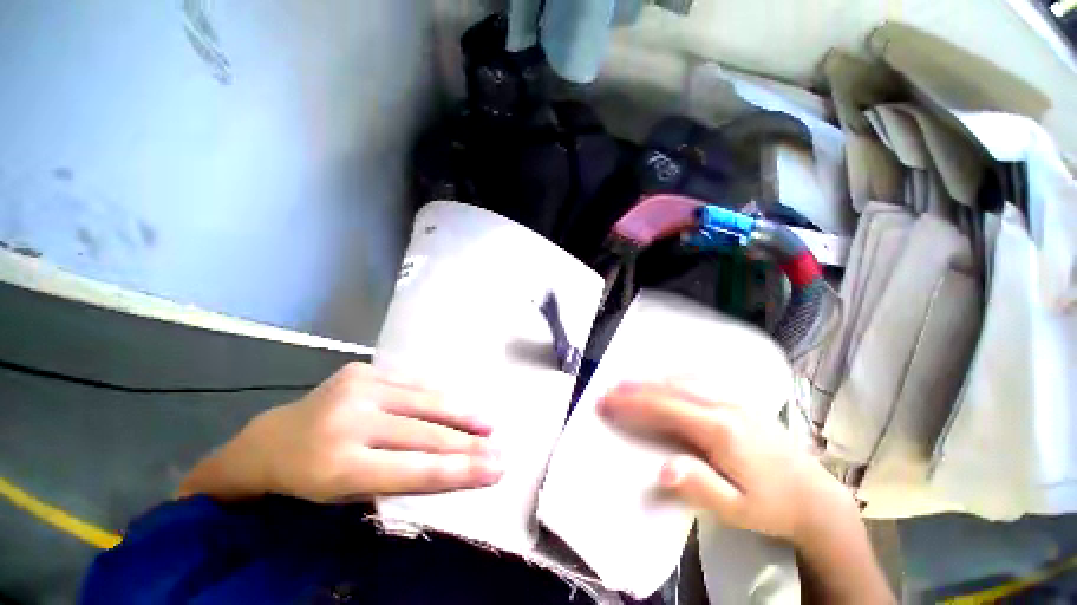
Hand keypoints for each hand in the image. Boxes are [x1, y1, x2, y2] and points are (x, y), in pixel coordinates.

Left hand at [180, 363, 502, 502]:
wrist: (270, 440)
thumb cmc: (309, 481)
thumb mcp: (347, 495)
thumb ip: (400, 477)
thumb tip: (455, 466)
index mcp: (337, 466)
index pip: (414, 469)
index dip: (459, 470)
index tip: (495, 471)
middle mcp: (348, 421)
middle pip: (424, 432)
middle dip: (469, 443)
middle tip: (501, 449)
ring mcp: (356, 387)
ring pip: (424, 399)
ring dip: (462, 412)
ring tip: (489, 423)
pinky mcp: (361, 369)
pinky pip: (412, 382)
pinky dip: (439, 394)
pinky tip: (459, 403)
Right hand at [597, 382, 853, 545]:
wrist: (816, 497)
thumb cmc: (773, 506)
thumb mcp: (737, 510)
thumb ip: (700, 487)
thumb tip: (662, 467)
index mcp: (721, 430)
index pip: (666, 408)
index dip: (632, 403)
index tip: (606, 400)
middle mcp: (725, 405)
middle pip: (670, 388)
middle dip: (635, 387)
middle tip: (608, 390)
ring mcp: (734, 399)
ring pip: (683, 379)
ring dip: (651, 380)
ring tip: (627, 384)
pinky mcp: (739, 400)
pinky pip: (698, 380)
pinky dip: (672, 378)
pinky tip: (664, 381)